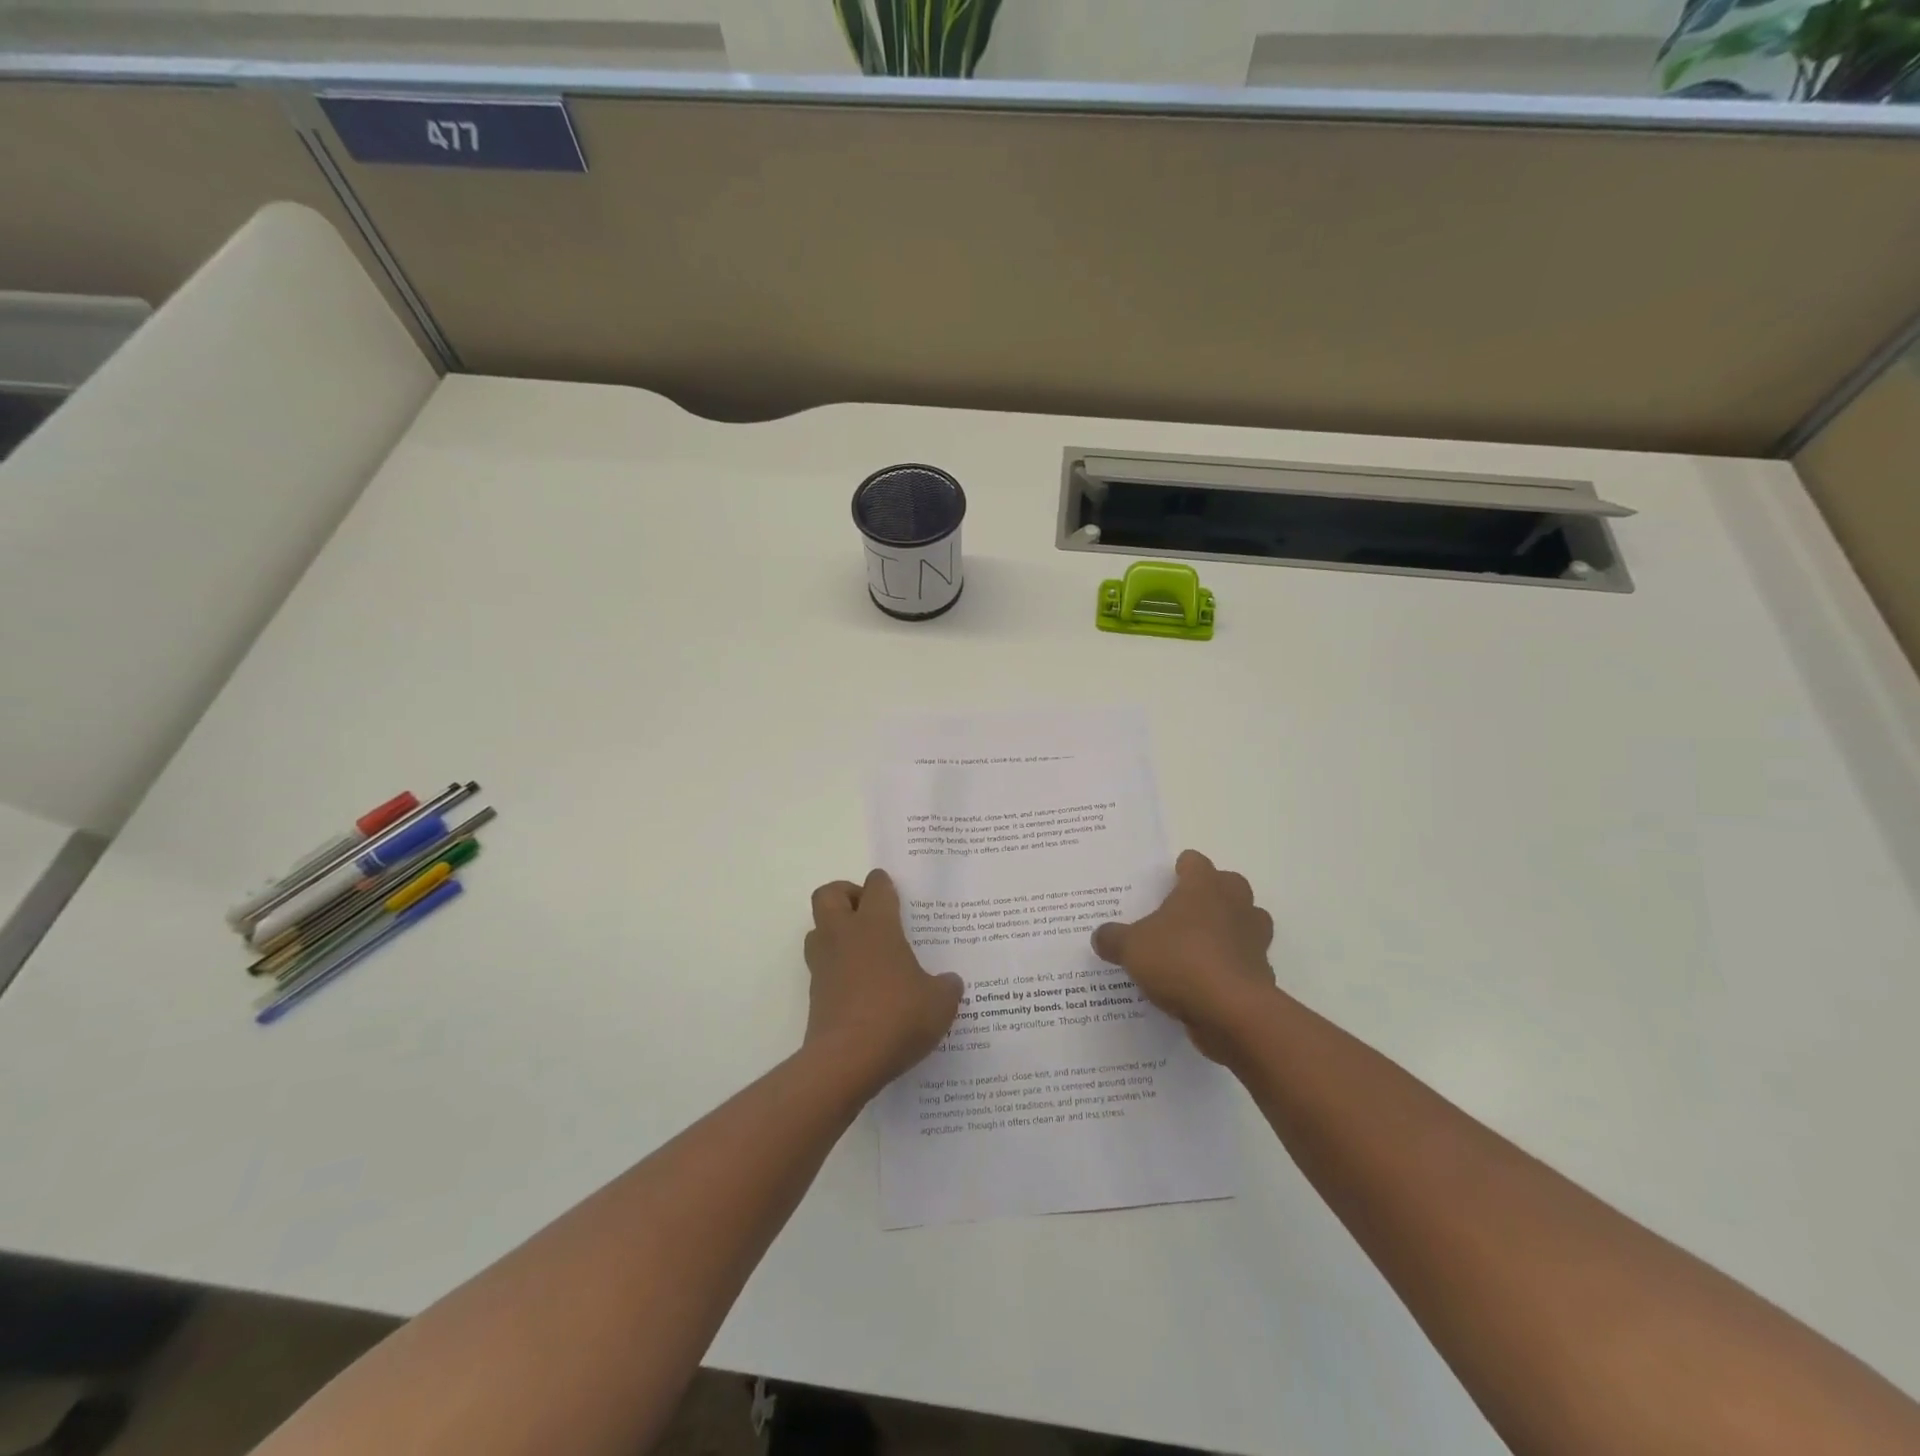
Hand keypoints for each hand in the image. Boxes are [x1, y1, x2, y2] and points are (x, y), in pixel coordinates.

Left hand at [803, 869, 962, 1089]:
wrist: (846, 1062)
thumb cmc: (897, 1017)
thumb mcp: (939, 1002)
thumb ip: (946, 987)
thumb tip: (949, 982)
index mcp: (876, 926)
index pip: (875, 887)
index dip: (883, 884)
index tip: (893, 890)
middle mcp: (844, 936)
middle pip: (828, 895)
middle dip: (846, 895)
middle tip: (869, 913)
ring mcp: (824, 965)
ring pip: (817, 930)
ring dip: (835, 932)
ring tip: (864, 951)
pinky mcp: (814, 995)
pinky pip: (822, 968)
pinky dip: (837, 970)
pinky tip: (862, 989)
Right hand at [1091, 850, 1276, 1061]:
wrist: (1232, 1012)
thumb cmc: (1180, 961)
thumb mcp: (1131, 948)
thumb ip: (1113, 938)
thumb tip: (1101, 935)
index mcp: (1203, 887)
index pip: (1195, 862)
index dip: (1182, 869)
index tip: (1167, 881)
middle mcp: (1235, 905)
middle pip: (1229, 885)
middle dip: (1211, 894)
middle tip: (1183, 911)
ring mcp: (1254, 939)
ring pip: (1246, 921)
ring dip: (1229, 928)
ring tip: (1199, 944)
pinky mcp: (1262, 973)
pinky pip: (1246, 960)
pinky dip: (1231, 966)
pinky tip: (1208, 982)